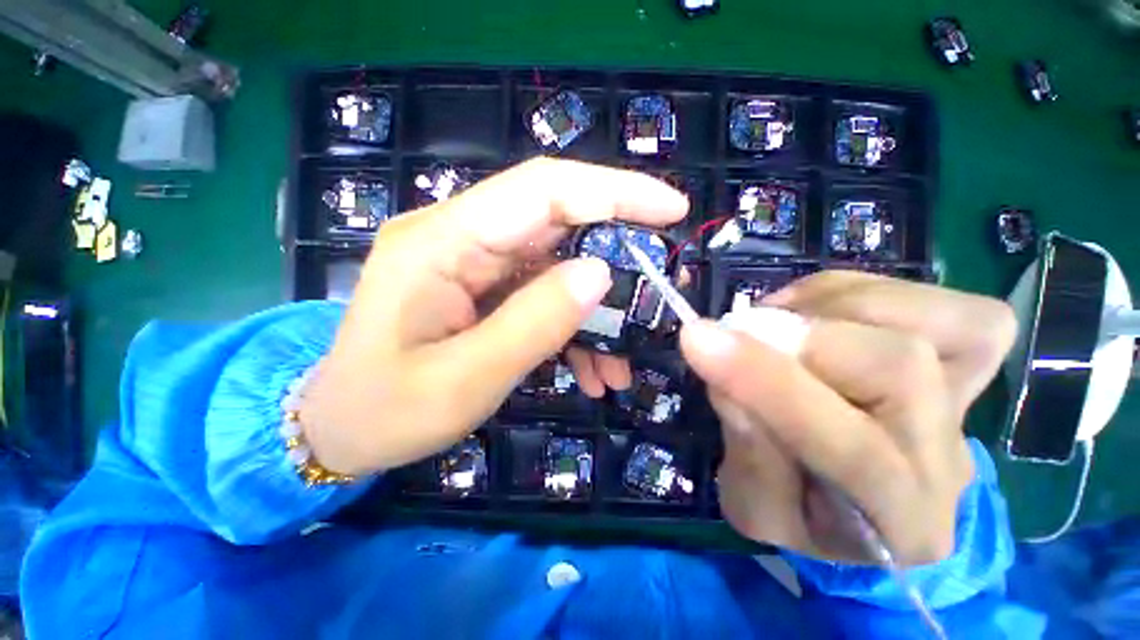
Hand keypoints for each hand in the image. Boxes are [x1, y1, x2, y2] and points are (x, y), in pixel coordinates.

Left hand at [299, 159, 687, 475]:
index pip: (542, 189)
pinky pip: (542, 294)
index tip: (670, 209)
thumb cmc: (387, 412)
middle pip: (557, 221)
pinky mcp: (482, 289)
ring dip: (596, 310)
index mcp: (441, 242)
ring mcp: (472, 263)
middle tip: (659, 285)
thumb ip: (535, 323)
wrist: (342, 430)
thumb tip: (599, 274)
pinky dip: (573, 327)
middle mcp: (459, 237)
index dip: (612, 191)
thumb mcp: (466, 379)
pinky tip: (591, 370)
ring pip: (557, 265)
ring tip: (621, 361)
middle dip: (616, 251)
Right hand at [680, 272, 1015, 564]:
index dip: (768, 382)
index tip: (698, 338)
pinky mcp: (971, 353)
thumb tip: (725, 367)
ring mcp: (971, 397)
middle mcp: (951, 458)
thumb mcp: (752, 504)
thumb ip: (744, 448)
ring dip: (819, 309)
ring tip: (773, 327)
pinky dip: (850, 292)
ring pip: (921, 321)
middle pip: (900, 368)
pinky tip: (812, 315)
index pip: (853, 450)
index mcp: (900, 522)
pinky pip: (930, 298)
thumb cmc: (803, 512)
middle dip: (798, 339)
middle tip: (739, 333)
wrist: (863, 500)